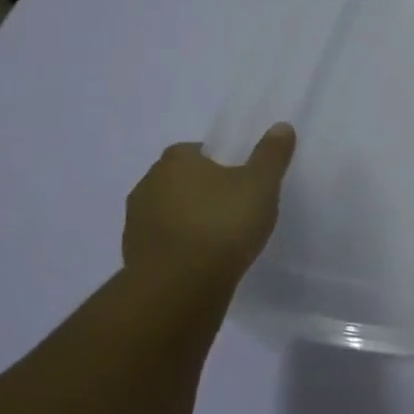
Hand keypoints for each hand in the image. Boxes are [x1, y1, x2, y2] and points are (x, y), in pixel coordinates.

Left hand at [122, 124, 296, 288]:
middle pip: (181, 180)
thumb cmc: (222, 224)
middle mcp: (148, 184)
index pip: (197, 151)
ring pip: (169, 212)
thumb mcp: (260, 184)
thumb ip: (271, 154)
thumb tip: (281, 126)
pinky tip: (202, 262)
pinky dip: (179, 248)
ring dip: (188, 220)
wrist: (179, 288)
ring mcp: (135, 222)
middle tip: (234, 207)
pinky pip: (163, 243)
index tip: (240, 180)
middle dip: (202, 190)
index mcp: (175, 160)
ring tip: (220, 239)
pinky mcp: (133, 256)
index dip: (220, 163)